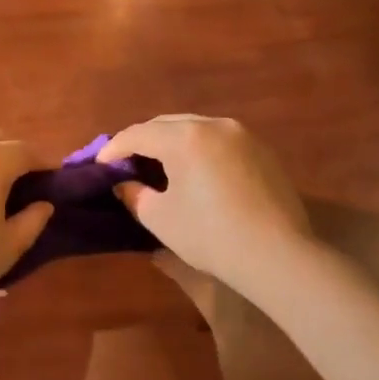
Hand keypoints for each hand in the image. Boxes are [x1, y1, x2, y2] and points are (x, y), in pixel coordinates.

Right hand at [99, 116, 310, 291]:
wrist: (278, 256)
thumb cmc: (211, 236)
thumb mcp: (161, 219)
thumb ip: (136, 195)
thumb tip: (126, 184)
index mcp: (185, 137)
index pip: (138, 134)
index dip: (114, 147)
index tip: (100, 164)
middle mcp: (214, 125)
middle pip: (167, 124)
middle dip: (143, 140)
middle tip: (126, 161)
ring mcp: (243, 135)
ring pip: (196, 128)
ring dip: (173, 142)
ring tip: (159, 164)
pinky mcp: (262, 151)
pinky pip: (219, 141)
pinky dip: (200, 149)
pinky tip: (196, 171)